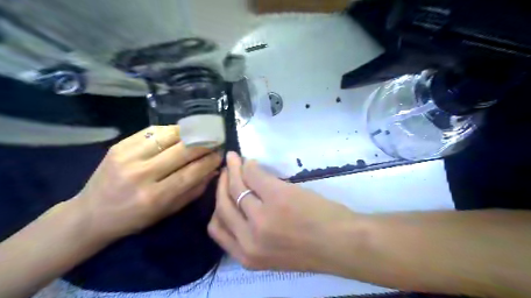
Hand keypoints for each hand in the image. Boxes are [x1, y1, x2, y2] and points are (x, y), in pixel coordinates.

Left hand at [72, 126, 221, 241]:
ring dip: (190, 133)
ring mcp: (128, 157)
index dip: (209, 161)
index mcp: (155, 197)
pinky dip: (171, 130)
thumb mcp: (168, 211)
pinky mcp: (119, 145)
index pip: (191, 172)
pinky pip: (153, 131)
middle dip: (204, 144)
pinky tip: (180, 133)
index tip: (220, 155)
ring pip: (169, 136)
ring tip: (200, 134)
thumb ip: (193, 190)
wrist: (91, 214)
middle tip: (214, 141)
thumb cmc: (135, 218)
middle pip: (183, 151)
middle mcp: (141, 174)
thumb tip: (213, 170)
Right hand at [208, 154, 360, 272]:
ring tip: (234, 159)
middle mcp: (248, 238)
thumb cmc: (312, 249)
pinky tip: (251, 162)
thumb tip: (242, 205)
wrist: (342, 244)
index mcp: (247, 256)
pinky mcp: (276, 196)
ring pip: (236, 187)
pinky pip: (254, 176)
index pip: (217, 228)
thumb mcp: (273, 251)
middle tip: (226, 170)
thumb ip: (254, 235)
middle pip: (223, 205)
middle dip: (222, 184)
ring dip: (233, 169)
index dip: (217, 206)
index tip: (221, 192)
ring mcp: (262, 217)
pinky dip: (249, 166)